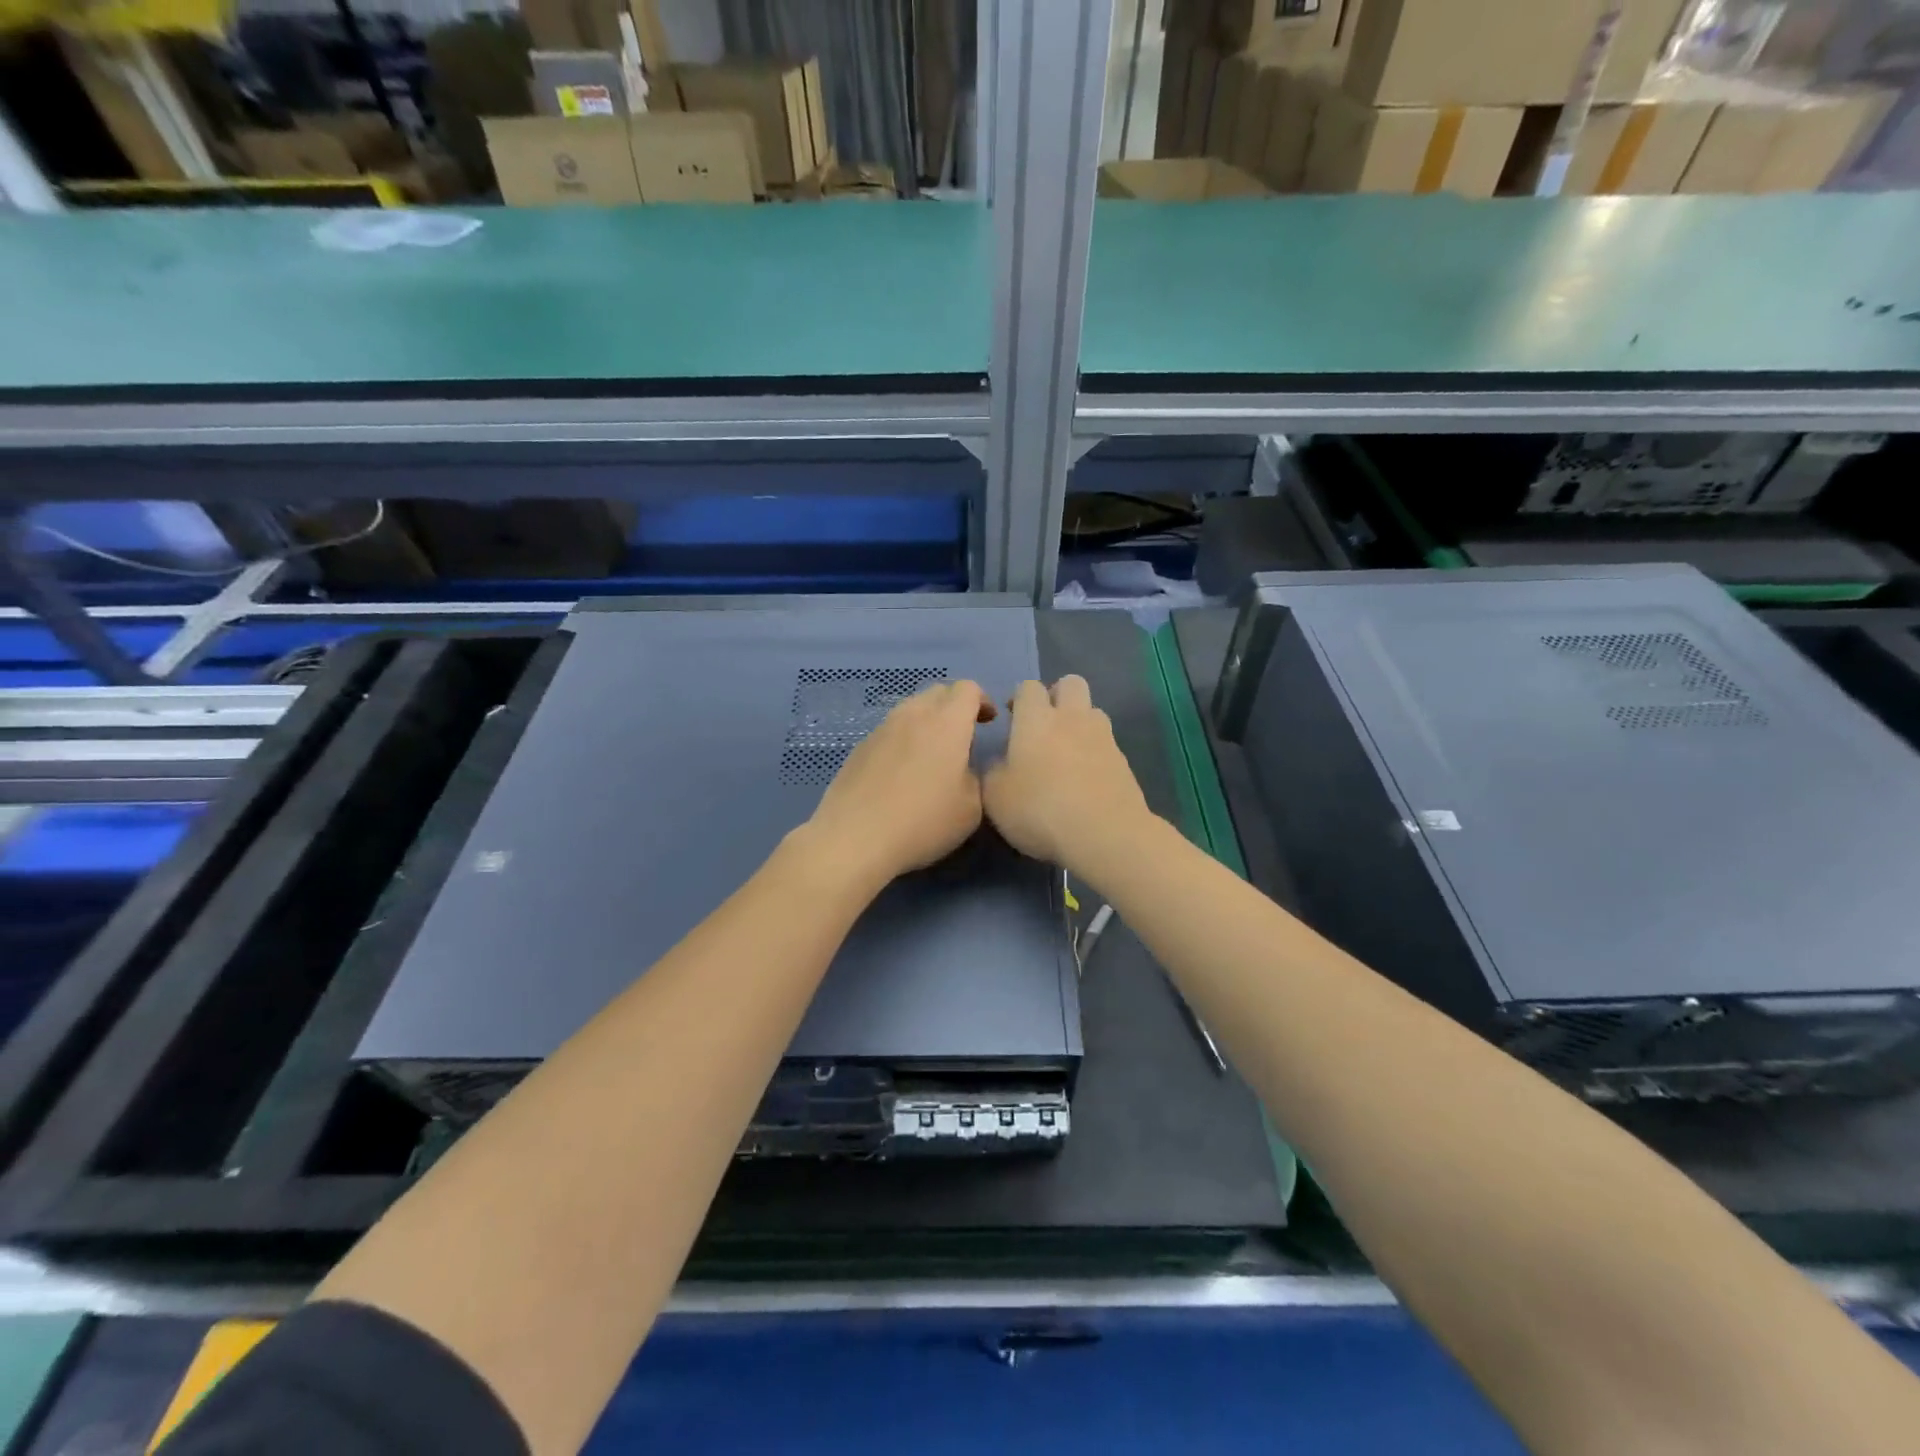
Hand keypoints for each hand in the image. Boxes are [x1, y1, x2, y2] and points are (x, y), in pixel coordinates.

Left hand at [802, 679, 995, 886]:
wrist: (855, 838)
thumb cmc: (923, 822)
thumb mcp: (971, 808)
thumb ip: (974, 777)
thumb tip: (963, 768)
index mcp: (946, 722)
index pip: (968, 689)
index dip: (983, 700)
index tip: (989, 722)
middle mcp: (912, 715)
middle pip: (938, 692)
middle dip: (955, 706)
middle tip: (964, 735)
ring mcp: (881, 729)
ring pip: (911, 709)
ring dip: (928, 721)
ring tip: (933, 754)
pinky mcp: (859, 748)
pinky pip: (890, 731)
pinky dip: (904, 740)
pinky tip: (902, 773)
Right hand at [982, 676, 1153, 873]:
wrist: (1104, 834)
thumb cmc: (1039, 810)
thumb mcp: (995, 797)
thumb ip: (993, 772)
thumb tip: (1000, 762)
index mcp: (1035, 719)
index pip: (1028, 687)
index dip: (1018, 698)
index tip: (1011, 718)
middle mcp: (1072, 718)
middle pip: (1070, 683)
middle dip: (1056, 695)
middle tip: (1043, 724)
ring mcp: (1103, 737)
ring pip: (1093, 710)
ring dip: (1080, 721)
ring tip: (1067, 751)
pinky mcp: (1123, 761)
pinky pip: (1107, 743)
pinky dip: (1095, 751)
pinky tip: (1086, 779)